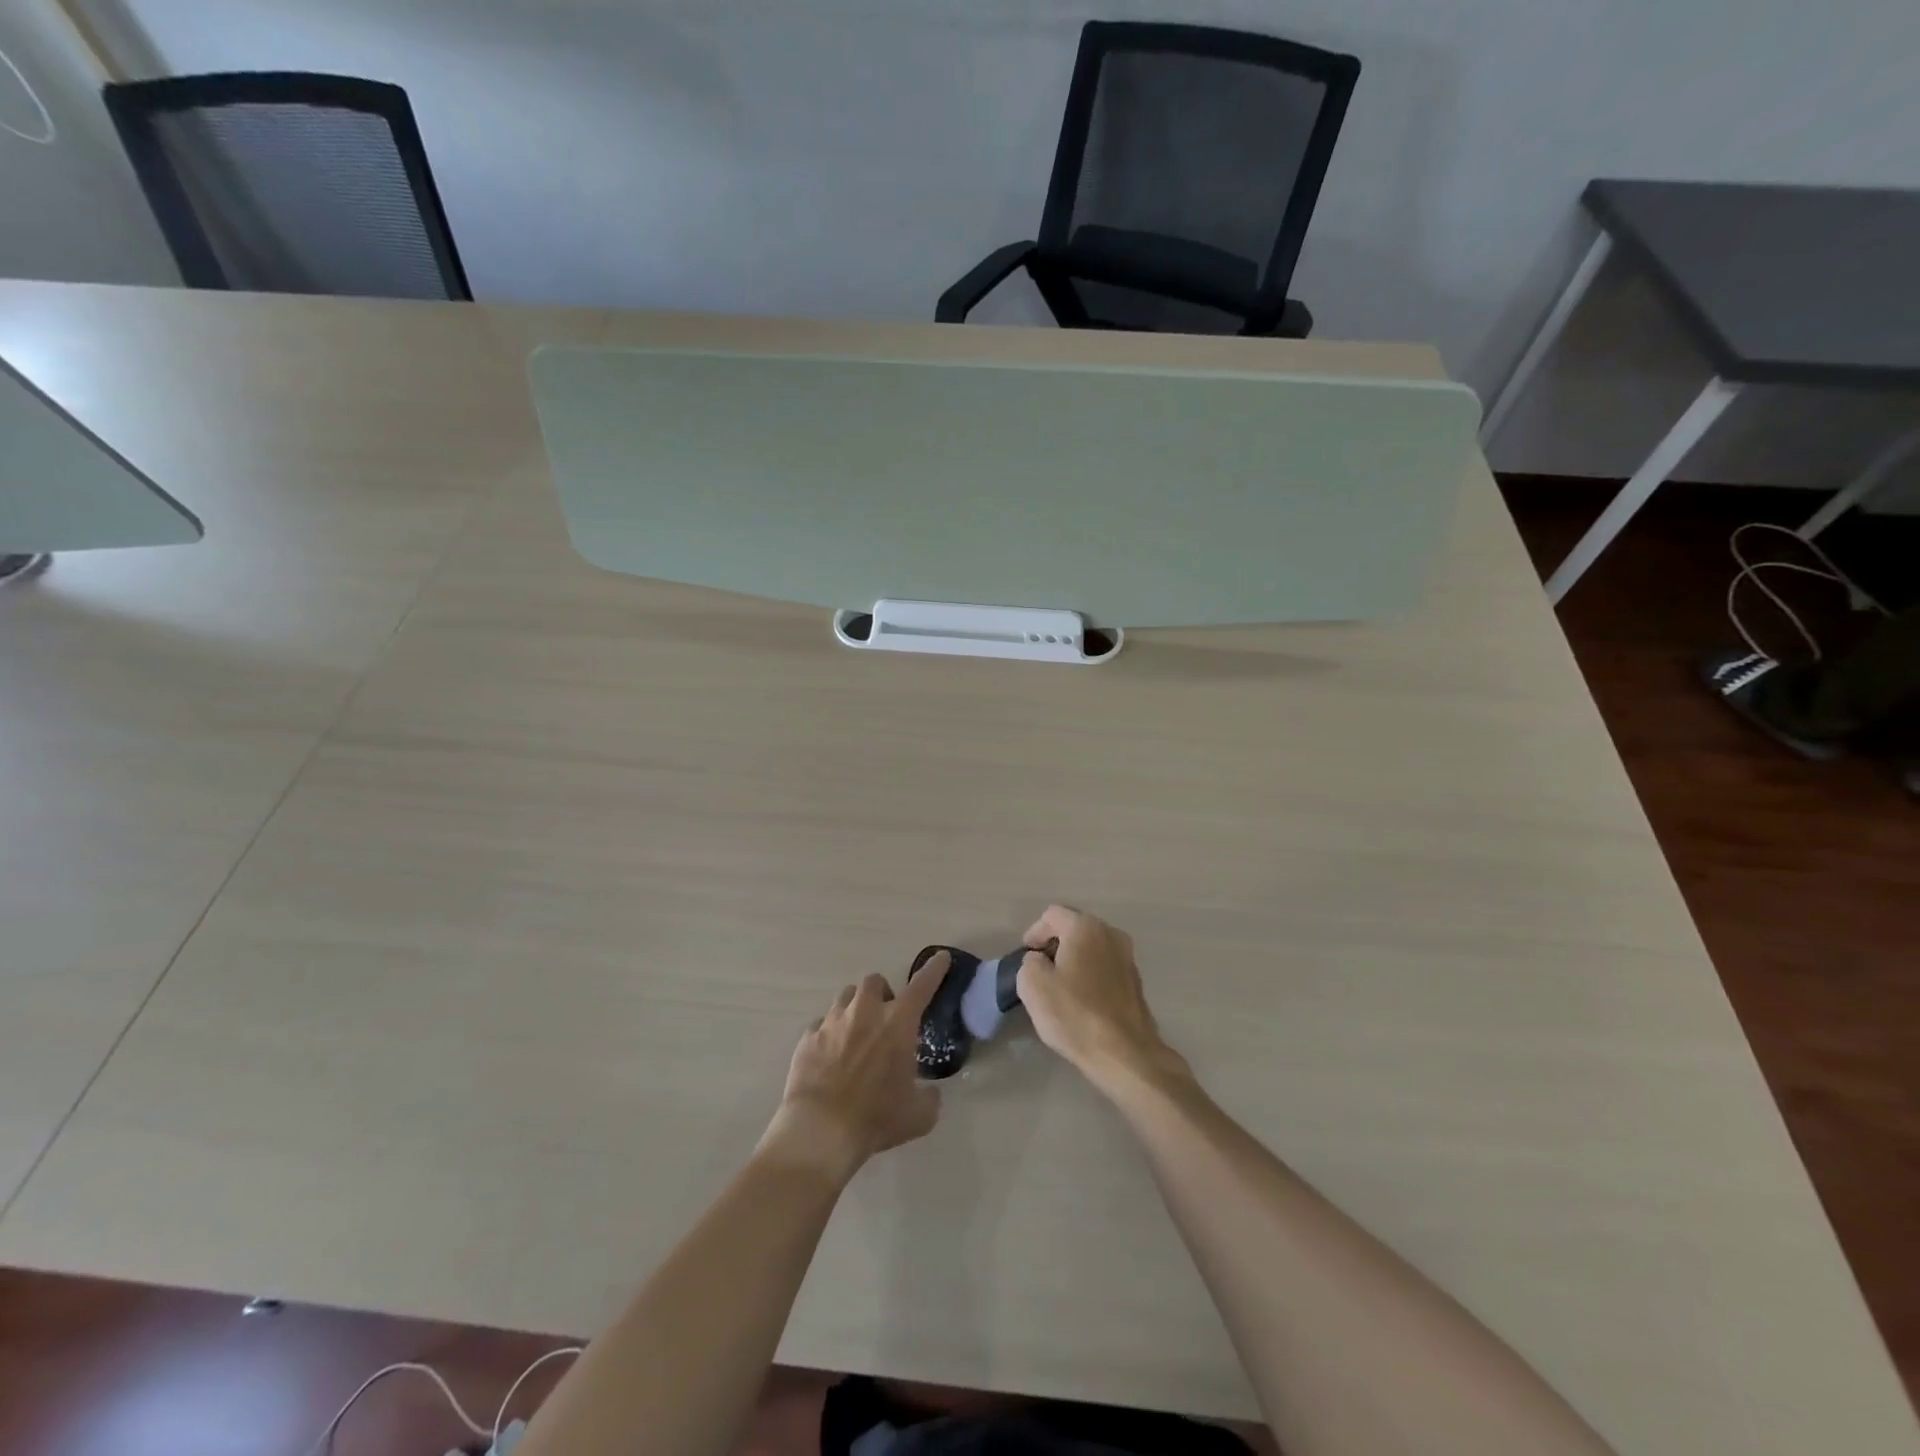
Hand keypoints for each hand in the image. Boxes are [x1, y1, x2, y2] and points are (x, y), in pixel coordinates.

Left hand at [762, 954, 952, 1183]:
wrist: (820, 1131)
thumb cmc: (876, 1118)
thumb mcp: (919, 1115)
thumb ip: (930, 1098)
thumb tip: (931, 1092)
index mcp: (897, 1023)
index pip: (922, 986)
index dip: (933, 969)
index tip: (940, 958)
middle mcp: (865, 1012)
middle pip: (875, 981)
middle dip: (882, 993)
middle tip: (885, 1016)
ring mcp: (832, 1021)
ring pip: (845, 998)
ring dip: (855, 1008)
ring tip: (856, 1033)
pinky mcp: (807, 1038)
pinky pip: (821, 1025)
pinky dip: (829, 1034)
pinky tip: (830, 1056)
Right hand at [1017, 905, 1188, 1097]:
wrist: (1124, 1053)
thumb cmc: (1074, 1014)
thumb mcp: (1033, 985)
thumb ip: (1030, 962)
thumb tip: (1040, 961)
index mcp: (1085, 927)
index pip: (1052, 915)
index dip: (1034, 932)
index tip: (1026, 957)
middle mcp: (1110, 933)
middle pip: (1074, 928)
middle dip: (1054, 944)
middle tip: (1039, 969)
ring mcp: (1127, 957)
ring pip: (1091, 948)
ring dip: (1073, 960)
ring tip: (1059, 986)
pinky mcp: (1135, 982)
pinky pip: (1104, 967)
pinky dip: (1090, 975)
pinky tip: (1081, 1000)